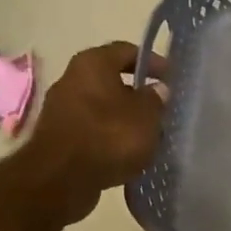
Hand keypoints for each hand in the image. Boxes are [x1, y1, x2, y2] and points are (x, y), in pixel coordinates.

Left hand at [15, 42, 167, 225]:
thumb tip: (158, 90)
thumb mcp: (146, 116)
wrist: (60, 180)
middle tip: (161, 107)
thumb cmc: (108, 137)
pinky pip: (91, 129)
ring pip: (102, 106)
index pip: (128, 51)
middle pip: (112, 79)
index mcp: (93, 63)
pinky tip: (127, 152)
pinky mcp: (58, 136)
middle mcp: (72, 78)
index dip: (153, 62)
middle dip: (137, 92)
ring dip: (123, 117)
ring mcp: (61, 108)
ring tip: (148, 133)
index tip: (172, 78)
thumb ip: (156, 99)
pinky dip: (109, 136)